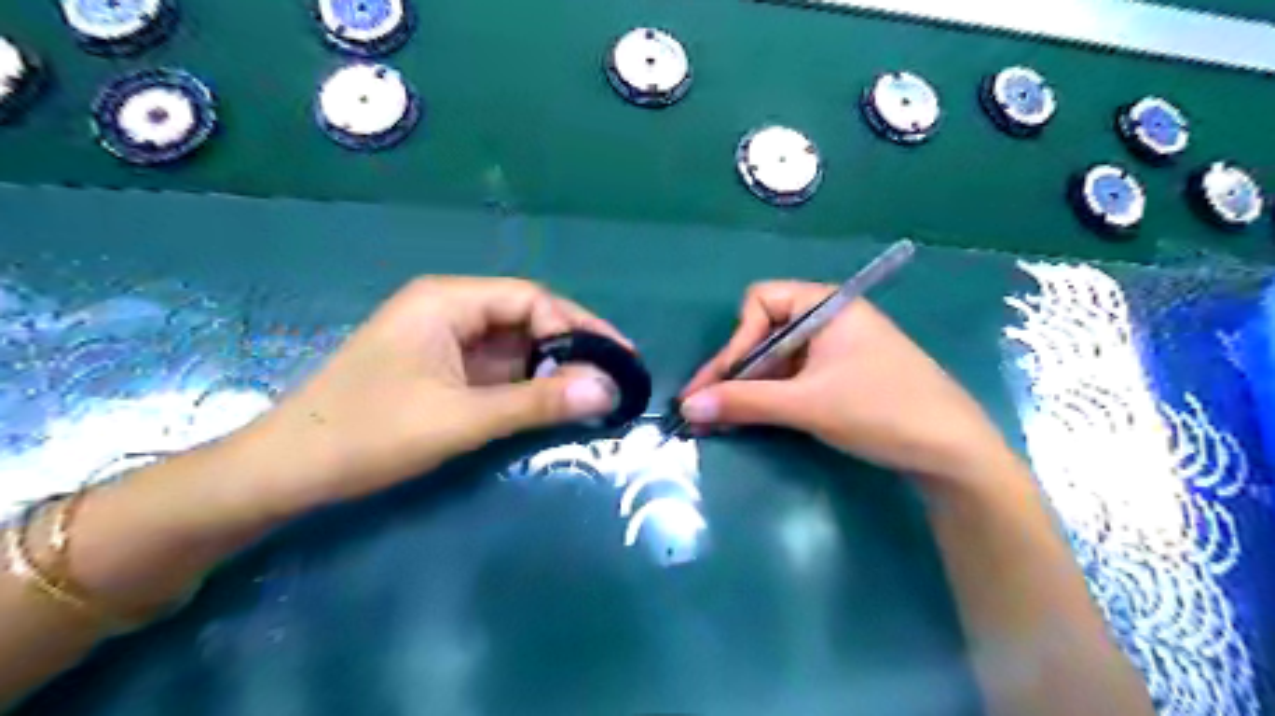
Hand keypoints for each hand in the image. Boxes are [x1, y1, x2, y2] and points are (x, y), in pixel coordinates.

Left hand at [238, 275, 625, 514]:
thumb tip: (609, 389)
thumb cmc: (367, 434)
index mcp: (447, 301)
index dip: (580, 326)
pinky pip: (498, 370)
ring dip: (553, 369)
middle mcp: (448, 311)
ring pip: (514, 346)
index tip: (619, 358)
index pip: (532, 300)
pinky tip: (554, 403)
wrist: (285, 472)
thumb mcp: (460, 418)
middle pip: (526, 319)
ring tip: (596, 393)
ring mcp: (444, 342)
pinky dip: (528, 386)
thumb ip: (537, 403)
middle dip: (571, 347)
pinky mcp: (441, 371)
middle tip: (615, 378)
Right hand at [678, 280, 1016, 486]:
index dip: (737, 340)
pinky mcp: (840, 377)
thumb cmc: (882, 410)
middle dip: (733, 371)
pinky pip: (792, 378)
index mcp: (826, 305)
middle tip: (702, 406)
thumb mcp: (807, 404)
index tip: (723, 380)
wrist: (953, 453)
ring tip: (716, 421)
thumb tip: (686, 405)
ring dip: (746, 389)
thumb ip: (744, 402)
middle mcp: (828, 320)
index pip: (760, 303)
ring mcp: (835, 350)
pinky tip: (747, 420)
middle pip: (764, 334)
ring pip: (776, 360)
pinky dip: (768, 398)